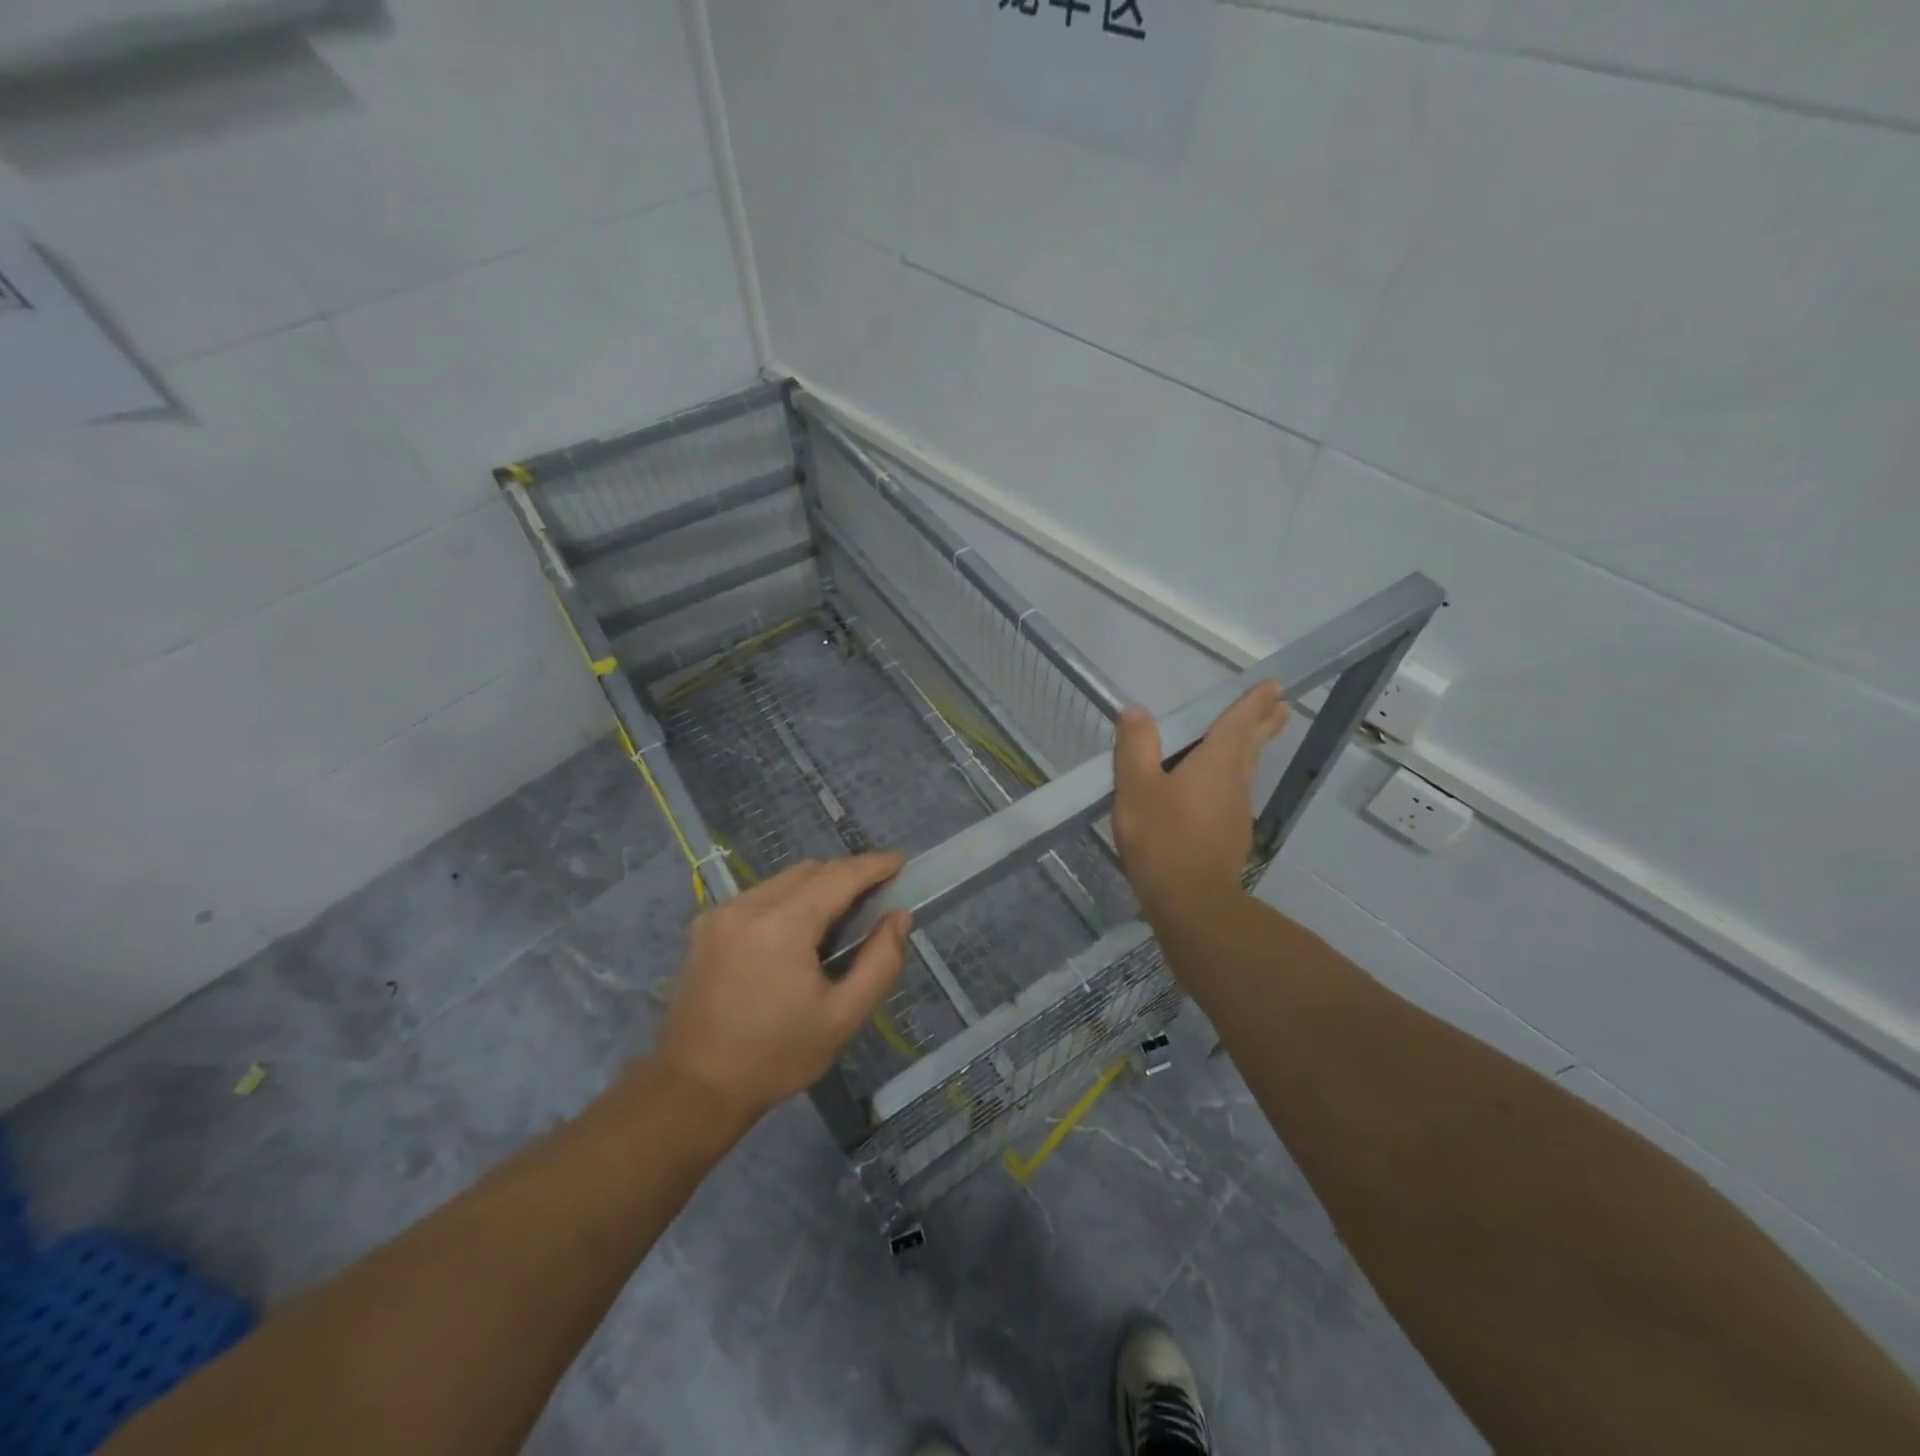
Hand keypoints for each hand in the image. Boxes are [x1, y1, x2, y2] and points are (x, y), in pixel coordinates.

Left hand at [653, 853, 911, 1123]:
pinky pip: (758, 897)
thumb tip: (899, 917)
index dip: (874, 865)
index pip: (838, 876)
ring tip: (838, 918)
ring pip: (782, 880)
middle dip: (846, 875)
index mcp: (782, 925)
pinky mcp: (705, 927)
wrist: (694, 1089)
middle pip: (809, 871)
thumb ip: (880, 962)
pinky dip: (787, 901)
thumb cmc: (776, 1056)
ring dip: (816, 887)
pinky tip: (796, 935)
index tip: (901, 862)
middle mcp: (748, 906)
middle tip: (875, 897)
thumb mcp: (843, 1017)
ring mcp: (721, 913)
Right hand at [1112, 681, 1289, 923]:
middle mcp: (1234, 782)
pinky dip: (1233, 778)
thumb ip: (1136, 747)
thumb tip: (1135, 711)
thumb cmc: (1162, 837)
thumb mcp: (1136, 787)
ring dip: (1252, 749)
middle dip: (1264, 724)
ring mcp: (1236, 812)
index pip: (1238, 723)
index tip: (1274, 686)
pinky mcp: (1230, 837)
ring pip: (1246, 770)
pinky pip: (1234, 794)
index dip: (1253, 703)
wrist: (1191, 901)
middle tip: (1281, 706)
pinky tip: (1218, 789)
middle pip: (1252, 745)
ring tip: (1252, 738)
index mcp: (1215, 762)